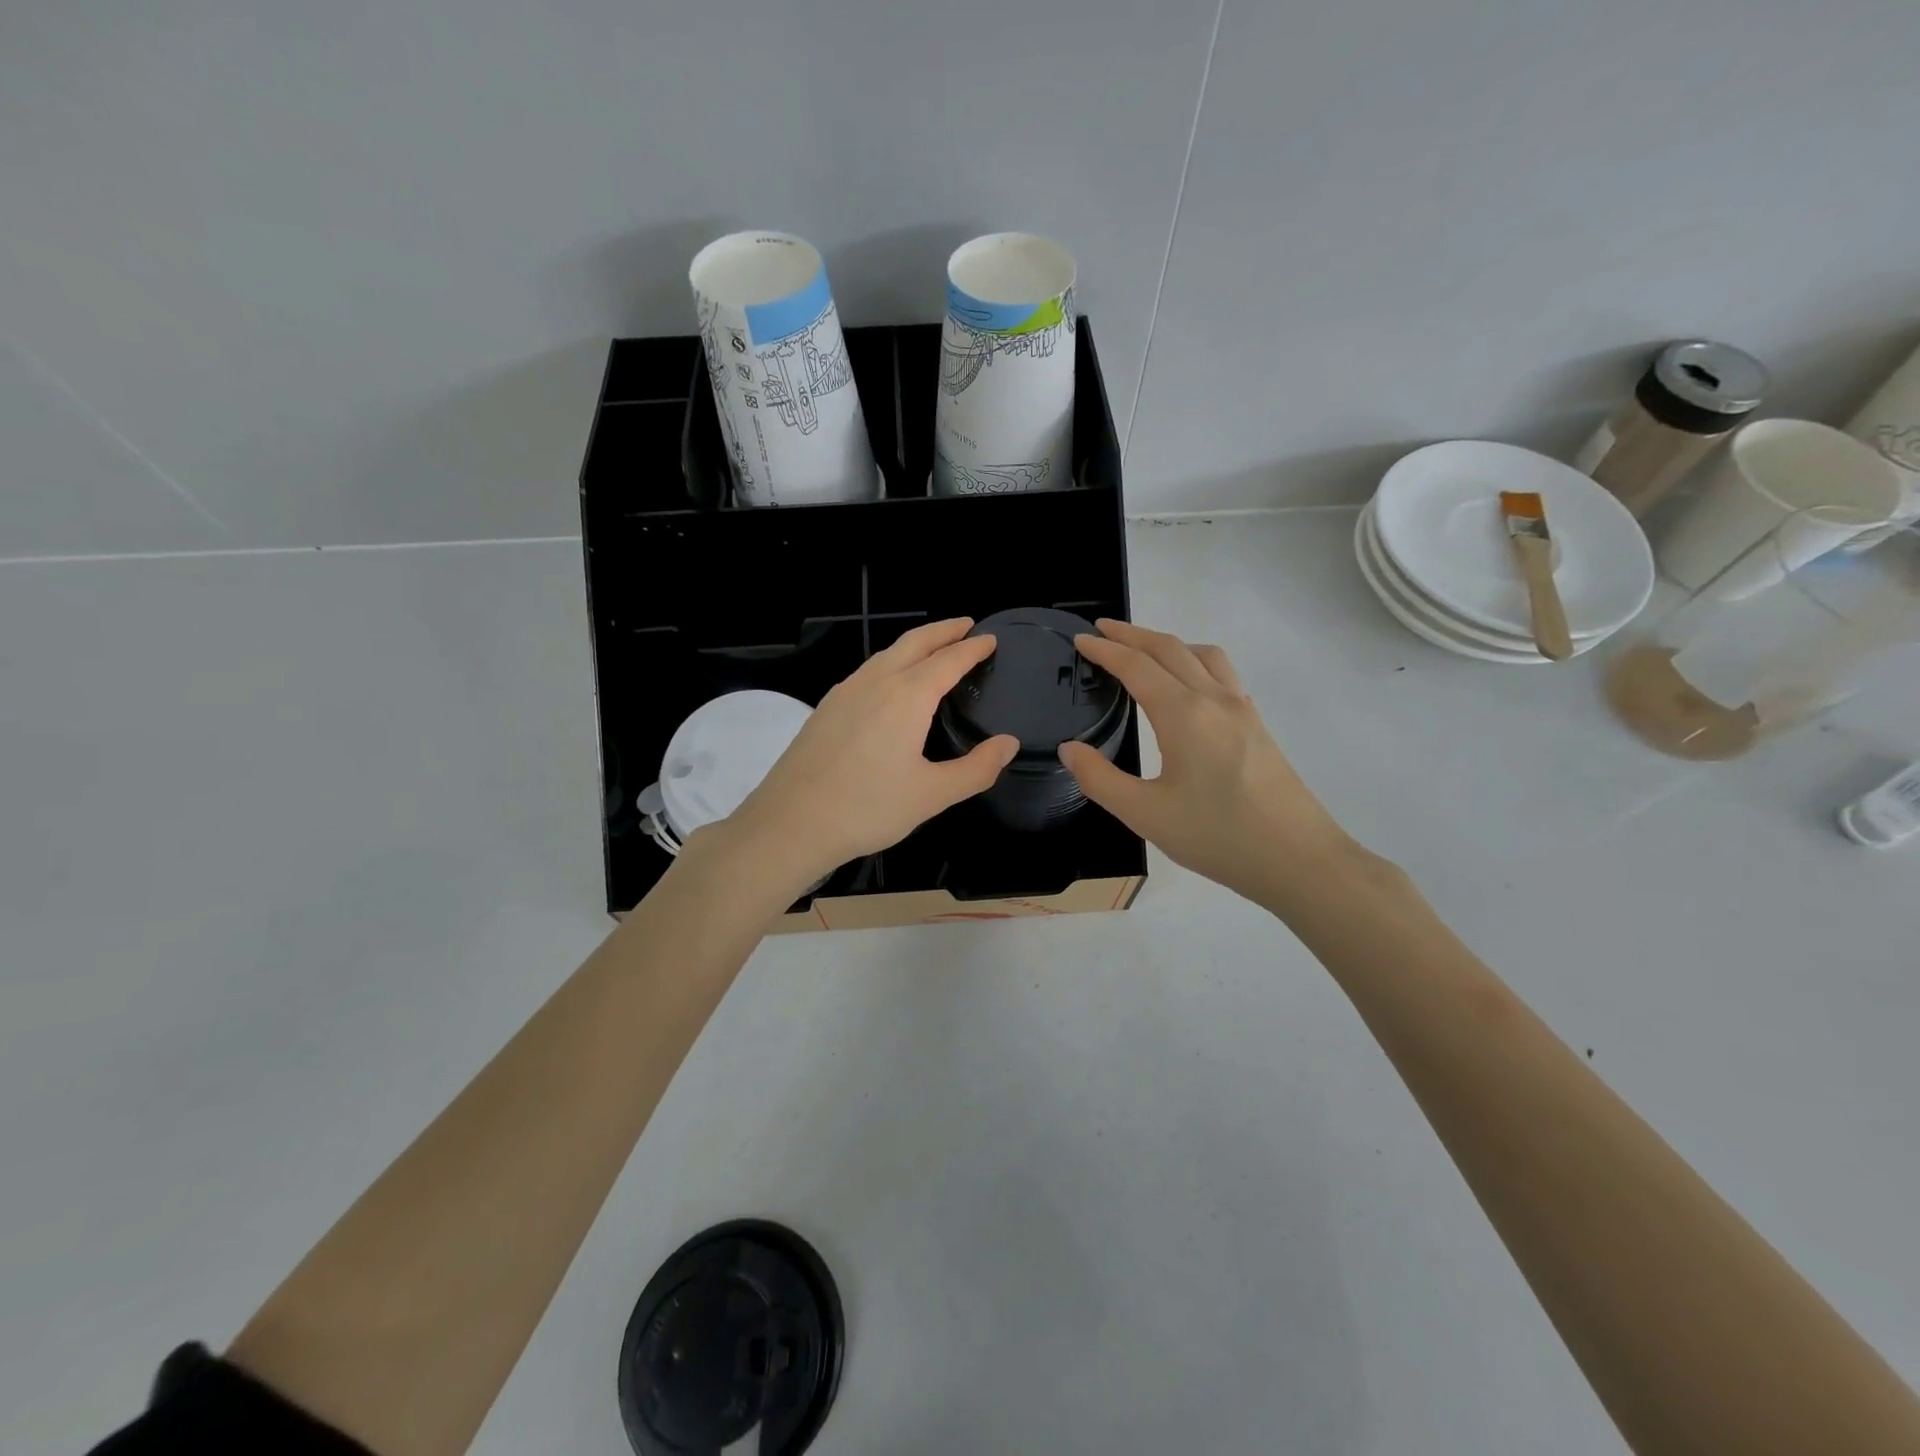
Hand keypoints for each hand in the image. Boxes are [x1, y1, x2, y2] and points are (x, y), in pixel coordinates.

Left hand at [717, 619, 1018, 893]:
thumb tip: (1009, 744)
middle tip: (966, 626)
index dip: (972, 648)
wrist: (790, 823)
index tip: (990, 638)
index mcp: (907, 697)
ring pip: (886, 654)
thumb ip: (976, 769)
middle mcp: (876, 682)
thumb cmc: (867, 808)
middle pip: (914, 642)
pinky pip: (867, 671)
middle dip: (943, 630)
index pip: (948, 660)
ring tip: (934, 649)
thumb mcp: (932, 795)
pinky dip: (891, 662)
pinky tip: (890, 683)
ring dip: (915, 644)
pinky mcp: (826, 708)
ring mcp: (845, 692)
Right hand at [1058, 620, 1358, 905]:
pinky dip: (1195, 661)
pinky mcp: (1257, 725)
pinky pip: (1222, 673)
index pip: (1136, 666)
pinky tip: (1189, 687)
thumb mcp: (1145, 814)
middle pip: (1170, 649)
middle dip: (1132, 634)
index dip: (1105, 649)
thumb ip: (1099, 779)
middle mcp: (1213, 699)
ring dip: (1168, 643)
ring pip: (1202, 655)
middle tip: (1102, 630)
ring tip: (1144, 652)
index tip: (1081, 639)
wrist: (1298, 859)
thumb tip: (1071, 749)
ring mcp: (1242, 709)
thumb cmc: (1217, 836)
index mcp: (1183, 714)